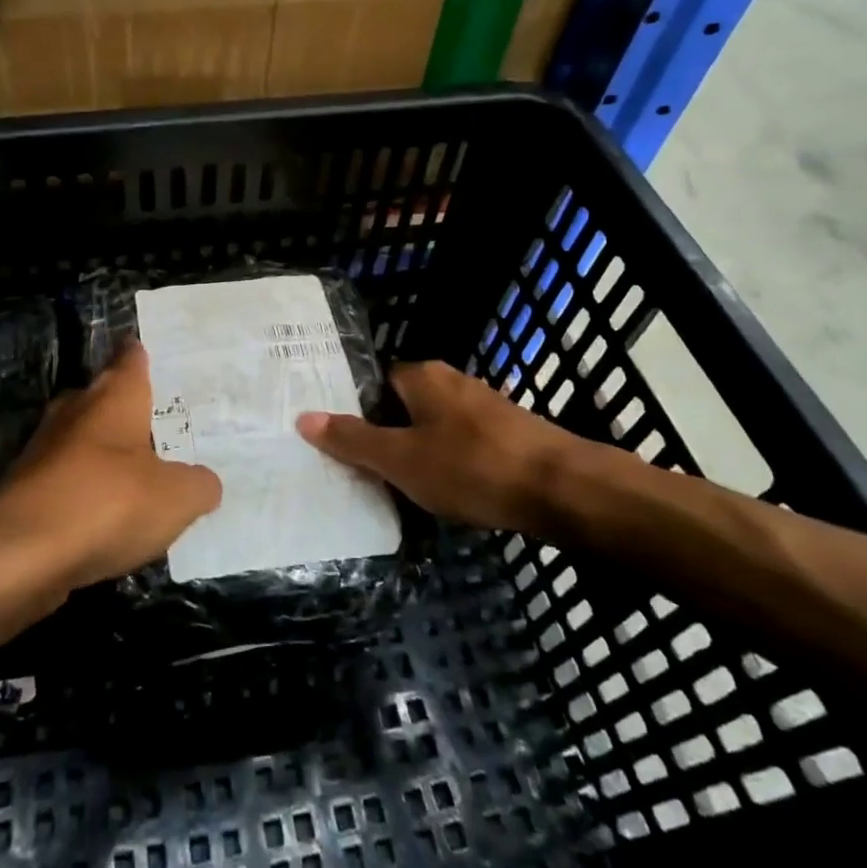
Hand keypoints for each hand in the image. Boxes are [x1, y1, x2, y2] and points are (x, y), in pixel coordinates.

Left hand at [0, 342, 221, 587]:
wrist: (18, 556)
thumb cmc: (107, 503)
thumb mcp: (176, 498)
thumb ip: (198, 486)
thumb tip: (205, 483)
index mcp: (113, 397)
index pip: (130, 359)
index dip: (141, 356)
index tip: (150, 353)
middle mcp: (75, 412)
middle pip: (102, 397)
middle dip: (124, 407)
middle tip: (157, 421)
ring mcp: (44, 451)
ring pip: (80, 440)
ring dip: (103, 453)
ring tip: (137, 472)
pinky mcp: (25, 492)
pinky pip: (65, 480)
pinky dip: (84, 491)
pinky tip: (104, 515)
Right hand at [297, 360, 596, 533]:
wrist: (563, 488)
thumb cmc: (471, 467)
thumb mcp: (401, 460)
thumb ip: (353, 440)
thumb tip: (303, 417)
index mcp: (421, 375)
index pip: (373, 384)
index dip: (356, 413)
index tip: (343, 446)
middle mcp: (451, 379)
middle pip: (402, 405)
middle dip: (387, 436)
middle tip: (367, 472)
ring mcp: (483, 404)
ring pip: (433, 425)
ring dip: (419, 451)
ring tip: (404, 488)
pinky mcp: (508, 431)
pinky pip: (462, 442)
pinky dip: (450, 462)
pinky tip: (451, 492)